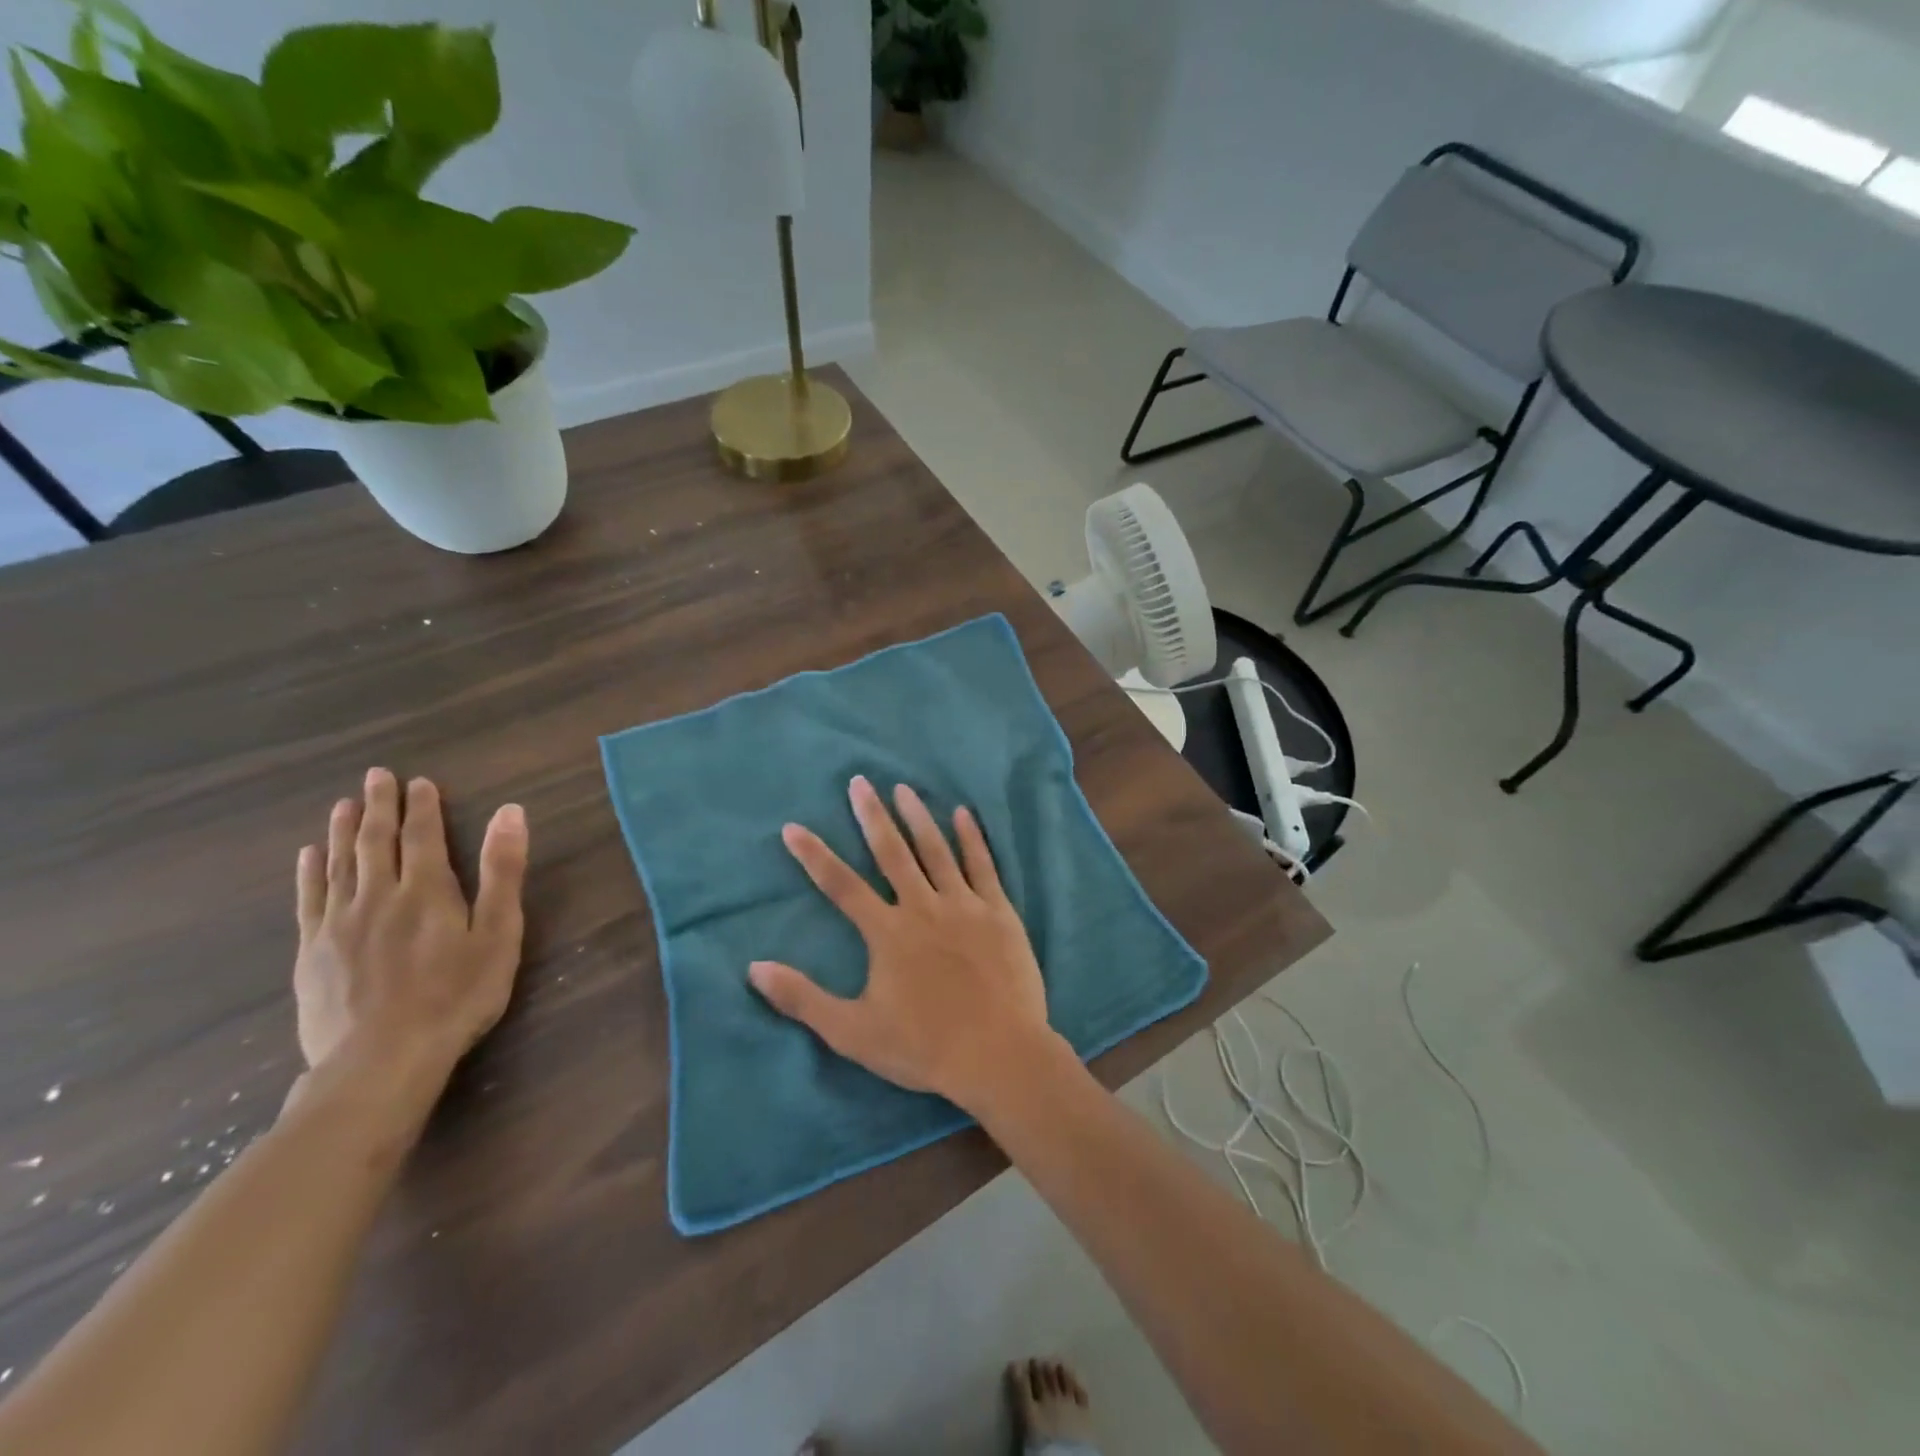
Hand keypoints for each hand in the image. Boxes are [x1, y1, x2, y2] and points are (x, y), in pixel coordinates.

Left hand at [293, 768, 529, 1105]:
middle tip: (376, 776)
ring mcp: (339, 923)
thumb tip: (510, 813)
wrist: (381, 1059)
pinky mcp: (313, 951)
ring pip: (340, 864)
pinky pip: (309, 899)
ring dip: (342, 831)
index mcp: (427, 890)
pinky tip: (309, 856)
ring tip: (342, 804)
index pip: (424, 836)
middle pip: (377, 841)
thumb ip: (503, 872)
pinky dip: (310, 872)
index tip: (419, 781)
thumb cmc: (456, 995)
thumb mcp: (498, 933)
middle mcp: (379, 895)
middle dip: (378, 806)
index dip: (422, 807)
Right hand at [749, 775, 1063, 1112]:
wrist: (999, 1055)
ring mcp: (964, 905)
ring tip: (903, 789)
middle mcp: (923, 907)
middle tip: (859, 782)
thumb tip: (754, 967)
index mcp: (887, 933)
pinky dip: (971, 838)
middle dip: (872, 816)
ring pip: (936, 850)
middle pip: (892, 852)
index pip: (841, 885)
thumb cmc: (925, 1047)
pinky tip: (964, 814)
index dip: (814, 855)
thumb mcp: (853, 1032)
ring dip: (918, 817)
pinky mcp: (998, 912)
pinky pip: (983, 865)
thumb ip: (802, 999)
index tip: (793, 827)